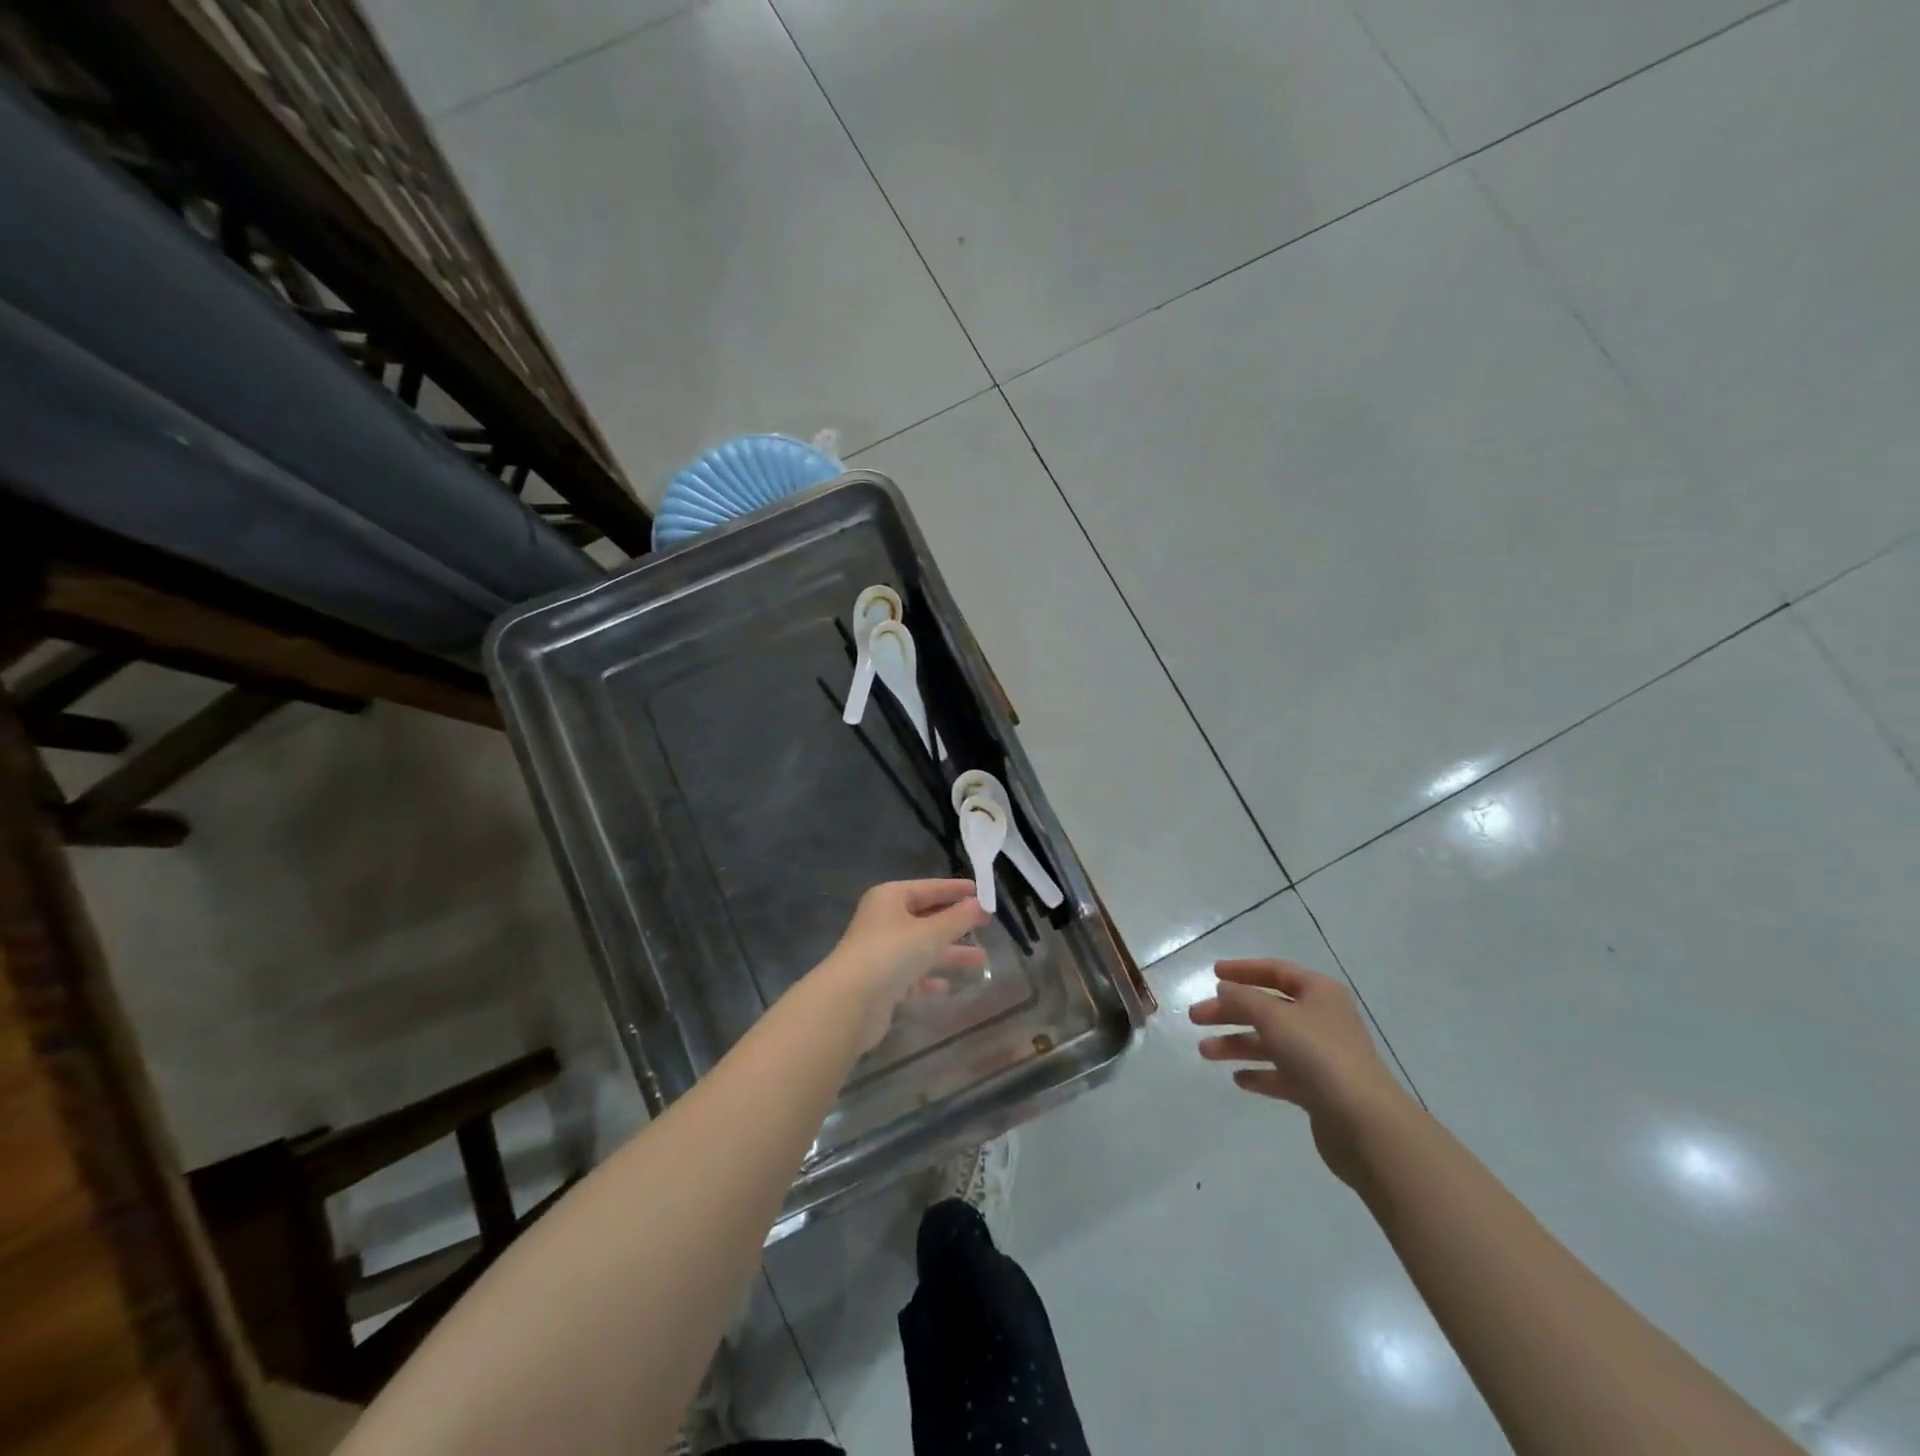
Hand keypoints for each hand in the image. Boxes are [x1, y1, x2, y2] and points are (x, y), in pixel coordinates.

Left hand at [822, 879, 988, 1050]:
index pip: (928, 888)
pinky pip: (911, 974)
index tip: (981, 890)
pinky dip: (928, 978)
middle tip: (986, 924)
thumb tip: (980, 904)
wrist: (850, 1001)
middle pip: (926, 917)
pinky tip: (947, 986)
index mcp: (890, 898)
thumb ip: (958, 919)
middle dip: (956, 924)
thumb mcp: (931, 933)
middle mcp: (883, 920)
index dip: (955, 889)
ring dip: (949, 953)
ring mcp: (881, 952)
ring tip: (982, 959)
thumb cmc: (892, 953)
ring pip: (922, 948)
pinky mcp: (881, 982)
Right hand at [1189, 959, 1412, 1184]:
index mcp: (1319, 993)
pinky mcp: (1319, 1091)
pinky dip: (1259, 1074)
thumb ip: (1243, 999)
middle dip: (1230, 1012)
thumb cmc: (1319, 1056)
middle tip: (1195, 1018)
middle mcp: (1321, 1020)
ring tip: (1205, 1052)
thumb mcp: (1274, 1017)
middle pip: (1267, 1008)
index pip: (1276, 971)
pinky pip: (1281, 1075)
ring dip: (1236, 1044)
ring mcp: (1321, 1057)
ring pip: (1270, 1043)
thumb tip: (1224, 989)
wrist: (1366, 1124)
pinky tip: (1238, 1079)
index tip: (1212, 974)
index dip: (1243, 970)